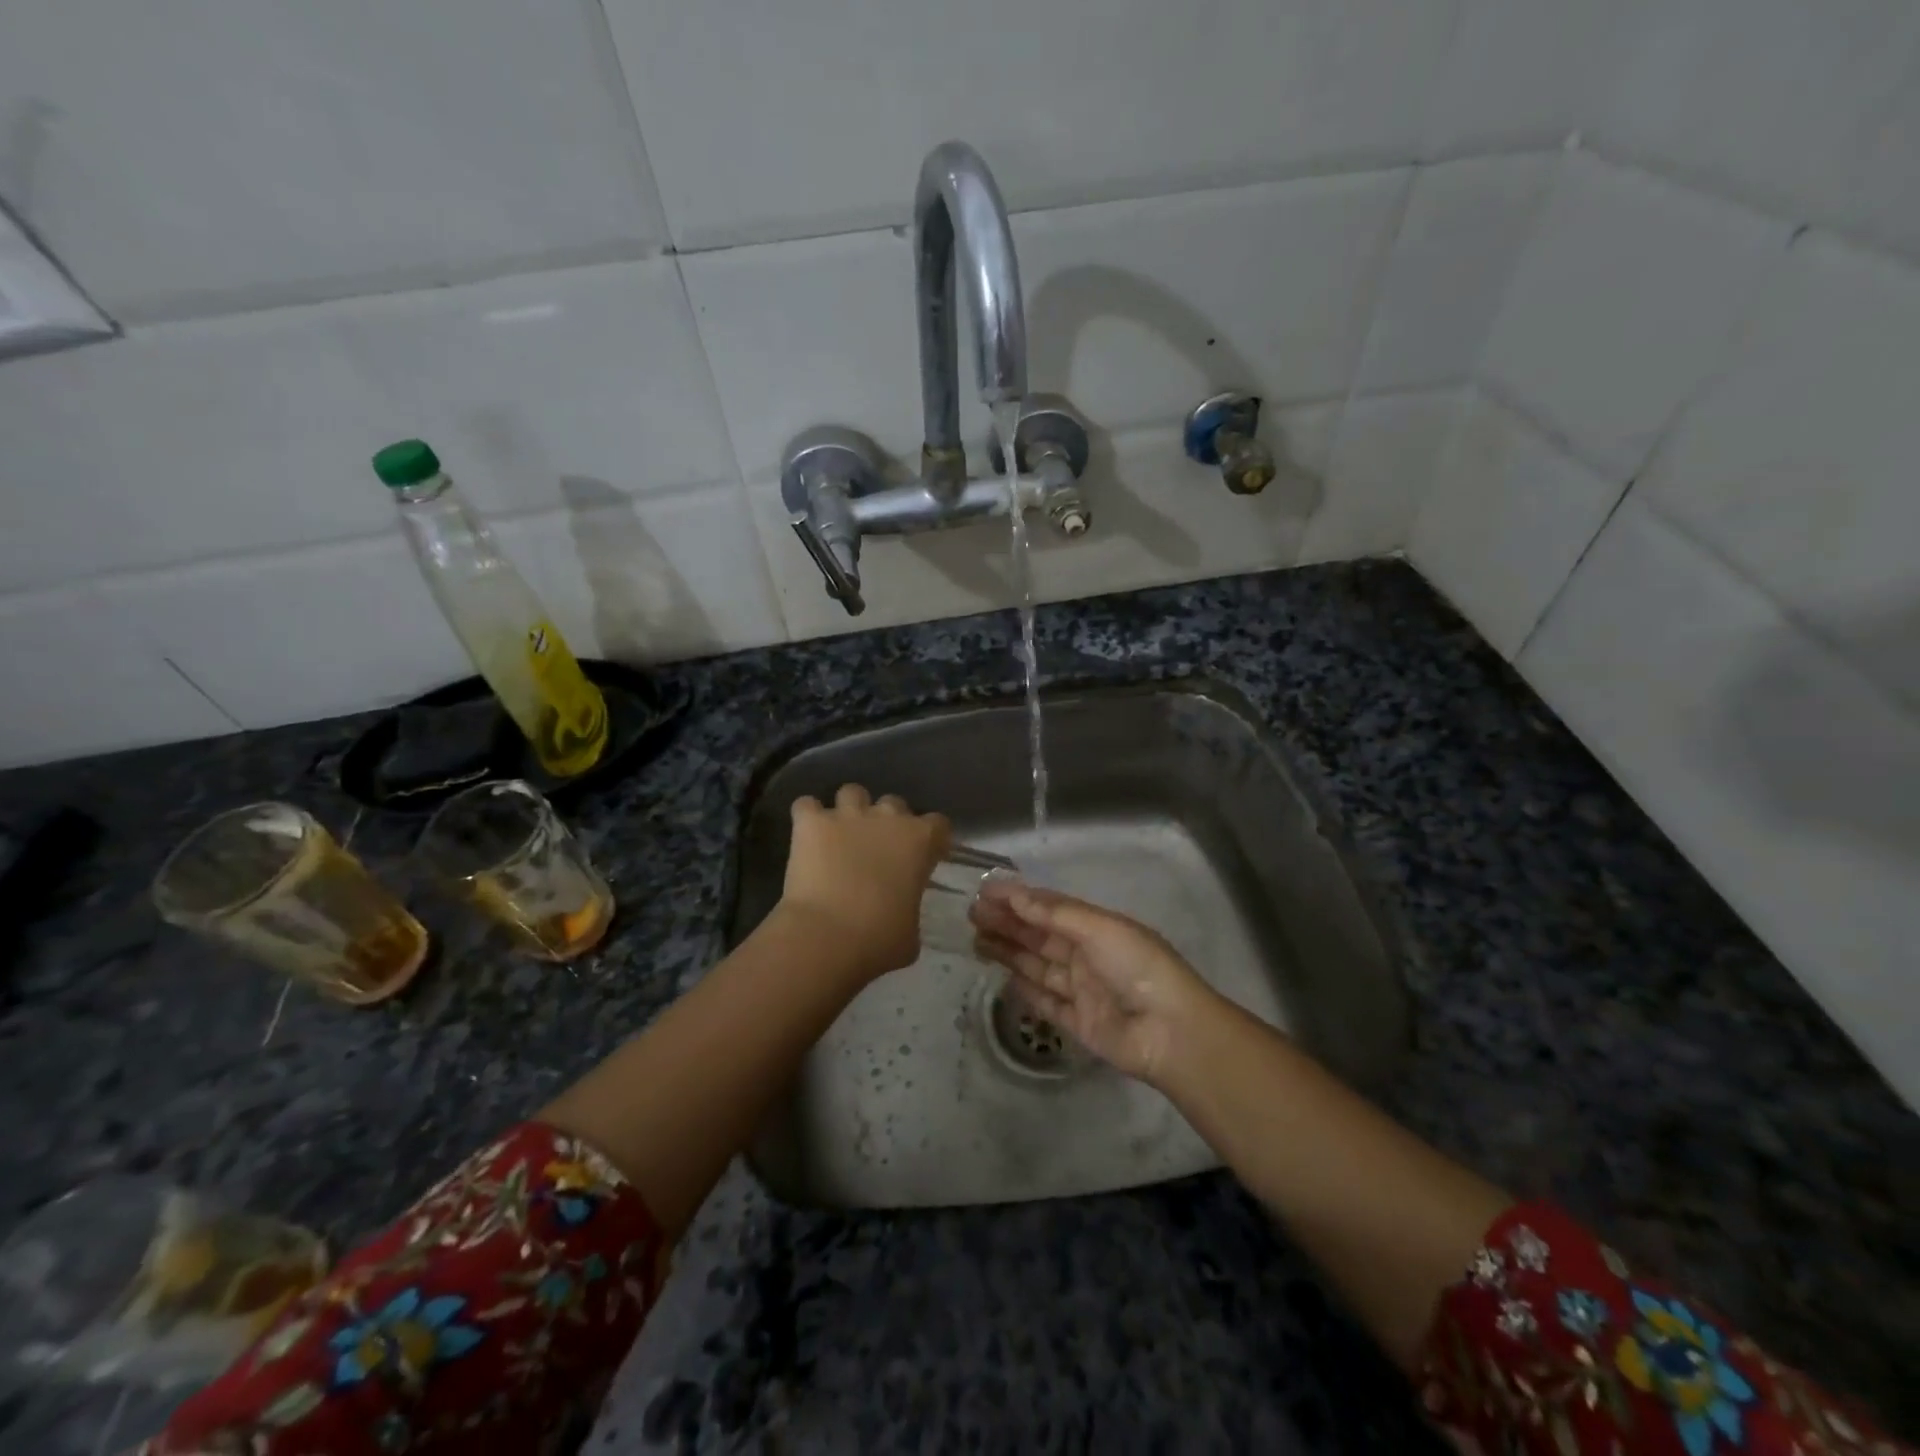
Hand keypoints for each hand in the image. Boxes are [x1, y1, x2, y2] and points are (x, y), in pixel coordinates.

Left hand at [779, 785, 951, 981]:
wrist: (827, 936)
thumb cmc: (879, 940)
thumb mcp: (912, 931)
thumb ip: (911, 908)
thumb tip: (901, 911)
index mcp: (919, 841)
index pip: (938, 824)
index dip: (932, 839)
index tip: (925, 856)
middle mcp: (887, 818)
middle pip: (894, 803)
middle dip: (888, 821)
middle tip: (878, 848)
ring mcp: (847, 816)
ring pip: (852, 792)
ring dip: (849, 810)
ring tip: (841, 834)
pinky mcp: (811, 822)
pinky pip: (807, 805)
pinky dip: (807, 816)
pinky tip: (807, 835)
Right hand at [969, 881, 1217, 1084]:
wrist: (1171, 1032)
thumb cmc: (1138, 968)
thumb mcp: (1099, 929)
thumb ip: (1055, 914)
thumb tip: (1016, 895)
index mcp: (1098, 928)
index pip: (1051, 907)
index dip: (1018, 898)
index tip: (985, 890)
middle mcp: (1088, 955)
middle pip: (1040, 935)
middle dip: (1008, 923)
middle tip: (972, 914)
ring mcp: (1083, 990)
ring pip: (1038, 966)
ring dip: (1009, 952)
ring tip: (975, 940)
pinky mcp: (1078, 1023)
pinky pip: (1047, 1002)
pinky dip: (1026, 990)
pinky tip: (1003, 978)